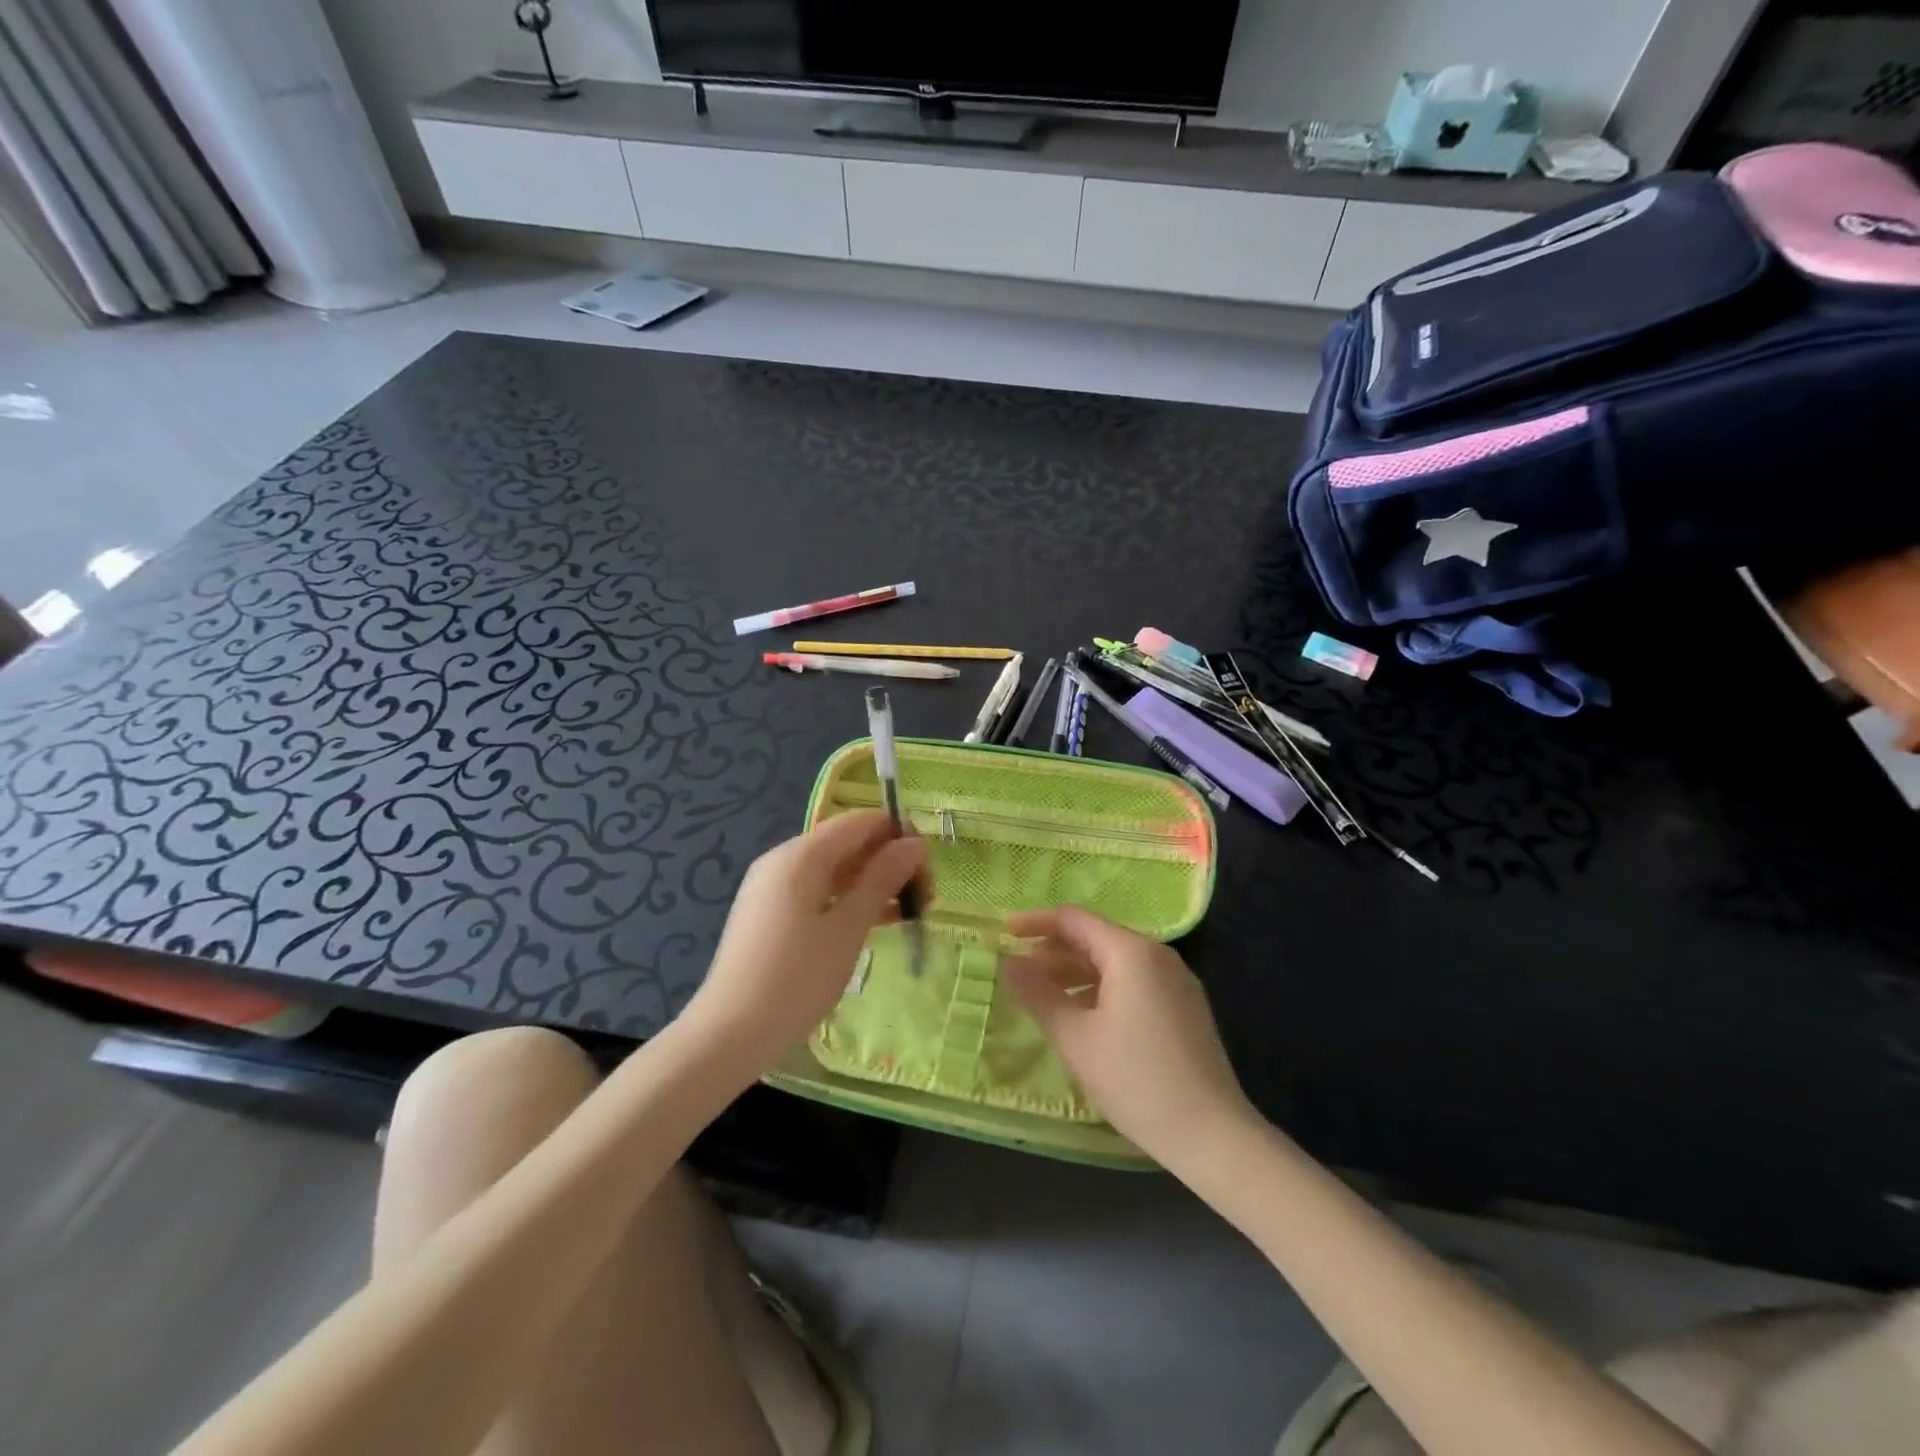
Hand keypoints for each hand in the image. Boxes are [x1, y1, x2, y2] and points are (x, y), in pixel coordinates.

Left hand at [682, 812, 925, 1078]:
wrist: (729, 1034)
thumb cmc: (796, 979)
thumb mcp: (848, 928)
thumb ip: (882, 880)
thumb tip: (914, 844)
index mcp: (801, 855)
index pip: (859, 822)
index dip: (897, 834)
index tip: (929, 866)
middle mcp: (783, 861)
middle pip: (846, 844)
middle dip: (888, 861)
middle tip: (925, 896)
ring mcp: (772, 887)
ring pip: (834, 870)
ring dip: (872, 884)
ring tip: (909, 912)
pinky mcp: (770, 914)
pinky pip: (818, 892)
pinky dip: (848, 900)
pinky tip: (876, 923)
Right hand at [1001, 906, 1259, 1170]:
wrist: (1212, 1135)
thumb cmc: (1136, 1080)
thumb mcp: (1075, 1038)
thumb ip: (1038, 994)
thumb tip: (1008, 962)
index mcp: (1131, 952)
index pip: (1074, 919)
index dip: (1035, 922)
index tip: (1003, 933)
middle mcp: (1157, 955)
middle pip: (1095, 938)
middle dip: (1053, 951)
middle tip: (1017, 972)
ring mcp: (1175, 981)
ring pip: (1114, 962)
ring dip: (1075, 973)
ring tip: (1042, 996)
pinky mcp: (1184, 1007)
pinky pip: (1133, 982)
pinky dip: (1100, 989)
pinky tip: (1082, 1016)